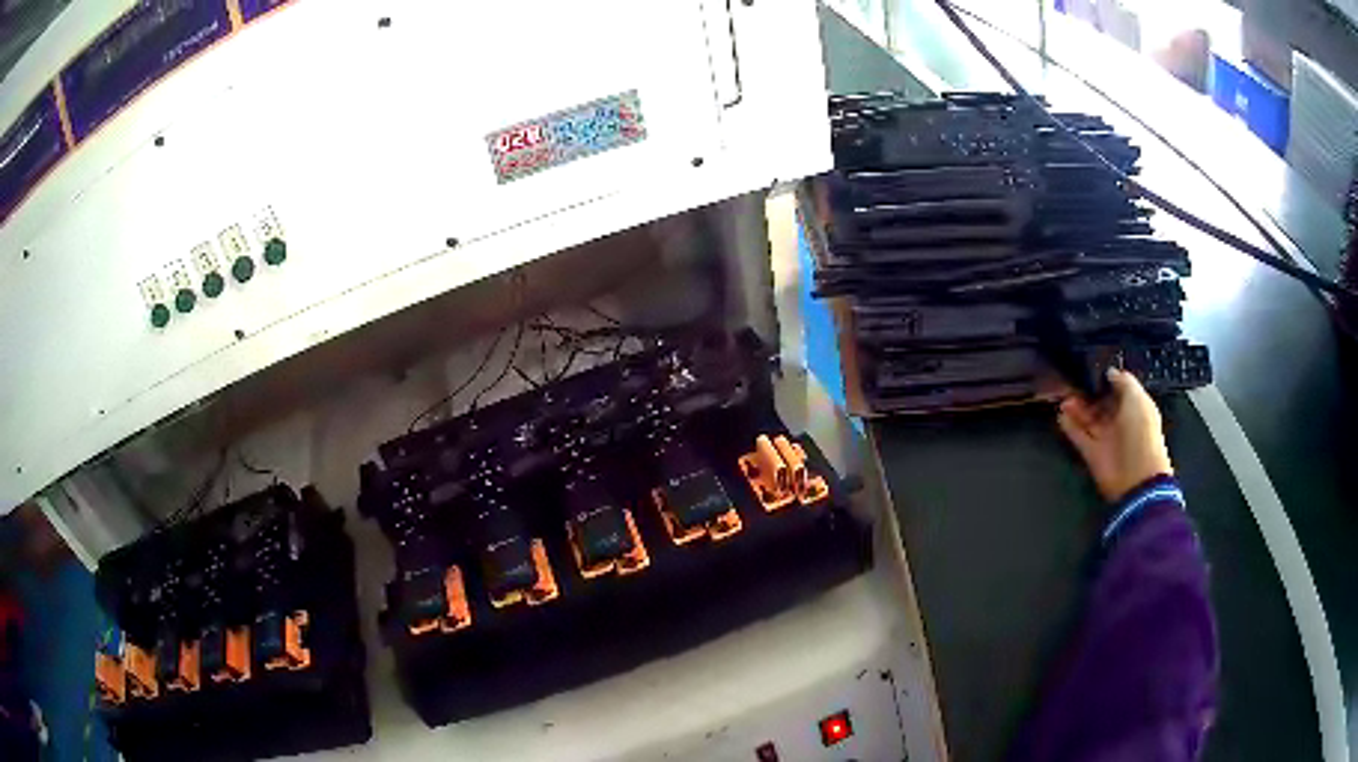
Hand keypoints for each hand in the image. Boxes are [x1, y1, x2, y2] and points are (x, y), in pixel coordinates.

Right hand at [1057, 368, 1173, 502]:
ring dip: (1076, 407)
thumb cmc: (1141, 433)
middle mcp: (1120, 421)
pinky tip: (1060, 414)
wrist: (1136, 478)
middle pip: (1100, 403)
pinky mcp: (1092, 454)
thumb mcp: (1137, 398)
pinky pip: (1079, 437)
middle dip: (1087, 393)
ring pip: (1088, 418)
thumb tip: (1109, 372)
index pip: (1117, 389)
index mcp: (1134, 407)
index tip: (1090, 368)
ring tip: (1063, 396)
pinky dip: (1070, 426)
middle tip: (1072, 380)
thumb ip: (1124, 381)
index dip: (1105, 379)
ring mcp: (1105, 438)